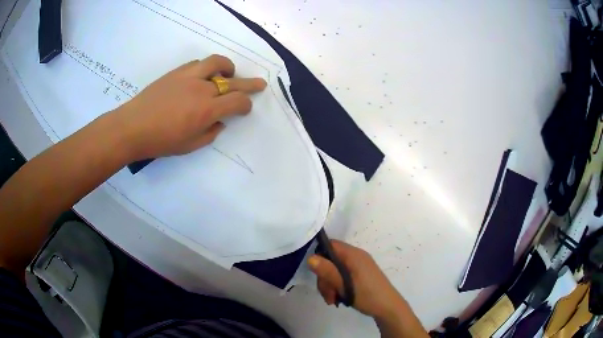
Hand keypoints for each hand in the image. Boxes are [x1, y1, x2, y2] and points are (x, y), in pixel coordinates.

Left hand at [112, 54, 266, 160]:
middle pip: (234, 82)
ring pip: (217, 63)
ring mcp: (189, 76)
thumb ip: (210, 133)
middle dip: (250, 84)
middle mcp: (203, 88)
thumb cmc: (160, 141)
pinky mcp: (177, 72)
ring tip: (229, 73)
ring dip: (227, 68)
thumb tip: (219, 122)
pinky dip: (206, 68)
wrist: (132, 127)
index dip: (246, 105)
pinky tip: (202, 77)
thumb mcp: (190, 146)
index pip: (237, 101)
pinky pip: (198, 64)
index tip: (245, 109)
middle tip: (260, 84)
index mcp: (207, 110)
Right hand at [307, 240, 406, 317]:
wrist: (389, 308)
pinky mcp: (360, 275)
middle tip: (328, 295)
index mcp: (353, 255)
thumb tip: (310, 258)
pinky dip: (337, 286)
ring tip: (333, 300)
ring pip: (335, 271)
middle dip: (325, 278)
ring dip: (330, 285)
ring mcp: (359, 266)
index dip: (320, 257)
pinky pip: (343, 276)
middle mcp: (356, 257)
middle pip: (330, 260)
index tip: (318, 275)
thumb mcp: (344, 285)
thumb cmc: (367, 295)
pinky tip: (339, 299)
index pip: (330, 245)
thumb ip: (327, 271)